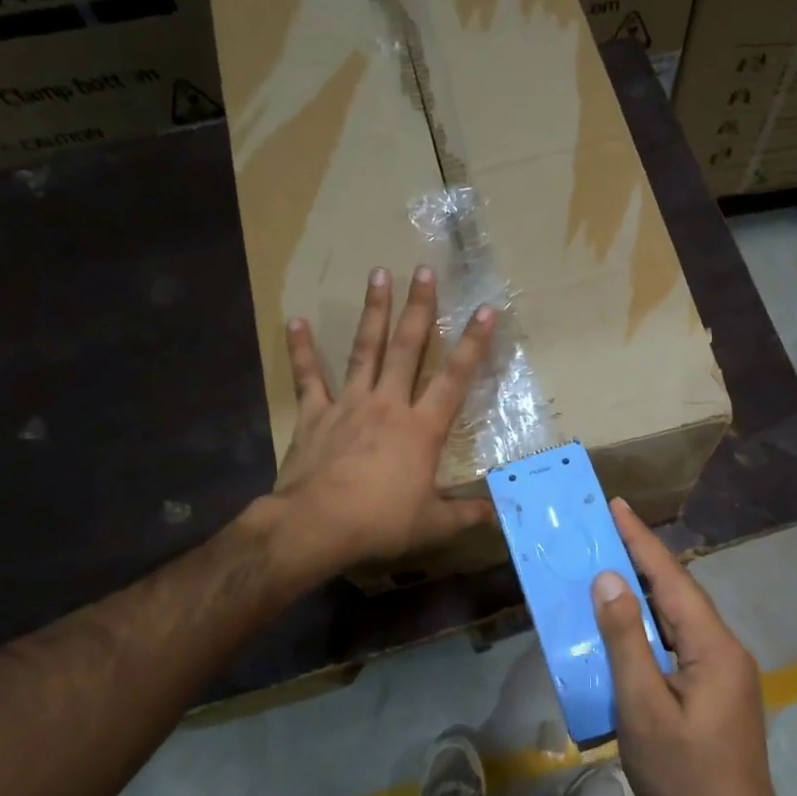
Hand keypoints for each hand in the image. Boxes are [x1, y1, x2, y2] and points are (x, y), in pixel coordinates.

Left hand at [268, 266, 496, 579]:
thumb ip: (467, 514)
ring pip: (366, 350)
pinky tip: (295, 321)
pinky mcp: (315, 414)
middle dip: (419, 308)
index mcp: (422, 428)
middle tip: (424, 271)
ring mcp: (349, 404)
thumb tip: (500, 515)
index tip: (485, 309)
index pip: (455, 378)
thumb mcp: (432, 523)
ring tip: (378, 274)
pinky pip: (309, 377)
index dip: (473, 343)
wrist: (316, 525)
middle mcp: (389, 404)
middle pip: (408, 349)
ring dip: (374, 312)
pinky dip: (302, 350)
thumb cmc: (380, 522)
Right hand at [592, 501, 790, 795]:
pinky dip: (654, 626)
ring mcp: (726, 671)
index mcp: (713, 645)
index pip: (672, 579)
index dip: (641, 541)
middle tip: (605, 532)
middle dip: (643, 560)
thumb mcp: (643, 707)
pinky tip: (632, 627)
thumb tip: (610, 580)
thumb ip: (626, 640)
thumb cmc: (683, 775)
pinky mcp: (718, 691)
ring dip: (648, 593)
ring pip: (682, 619)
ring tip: (612, 568)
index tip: (617, 505)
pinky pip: (682, 643)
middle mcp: (726, 648)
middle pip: (680, 593)